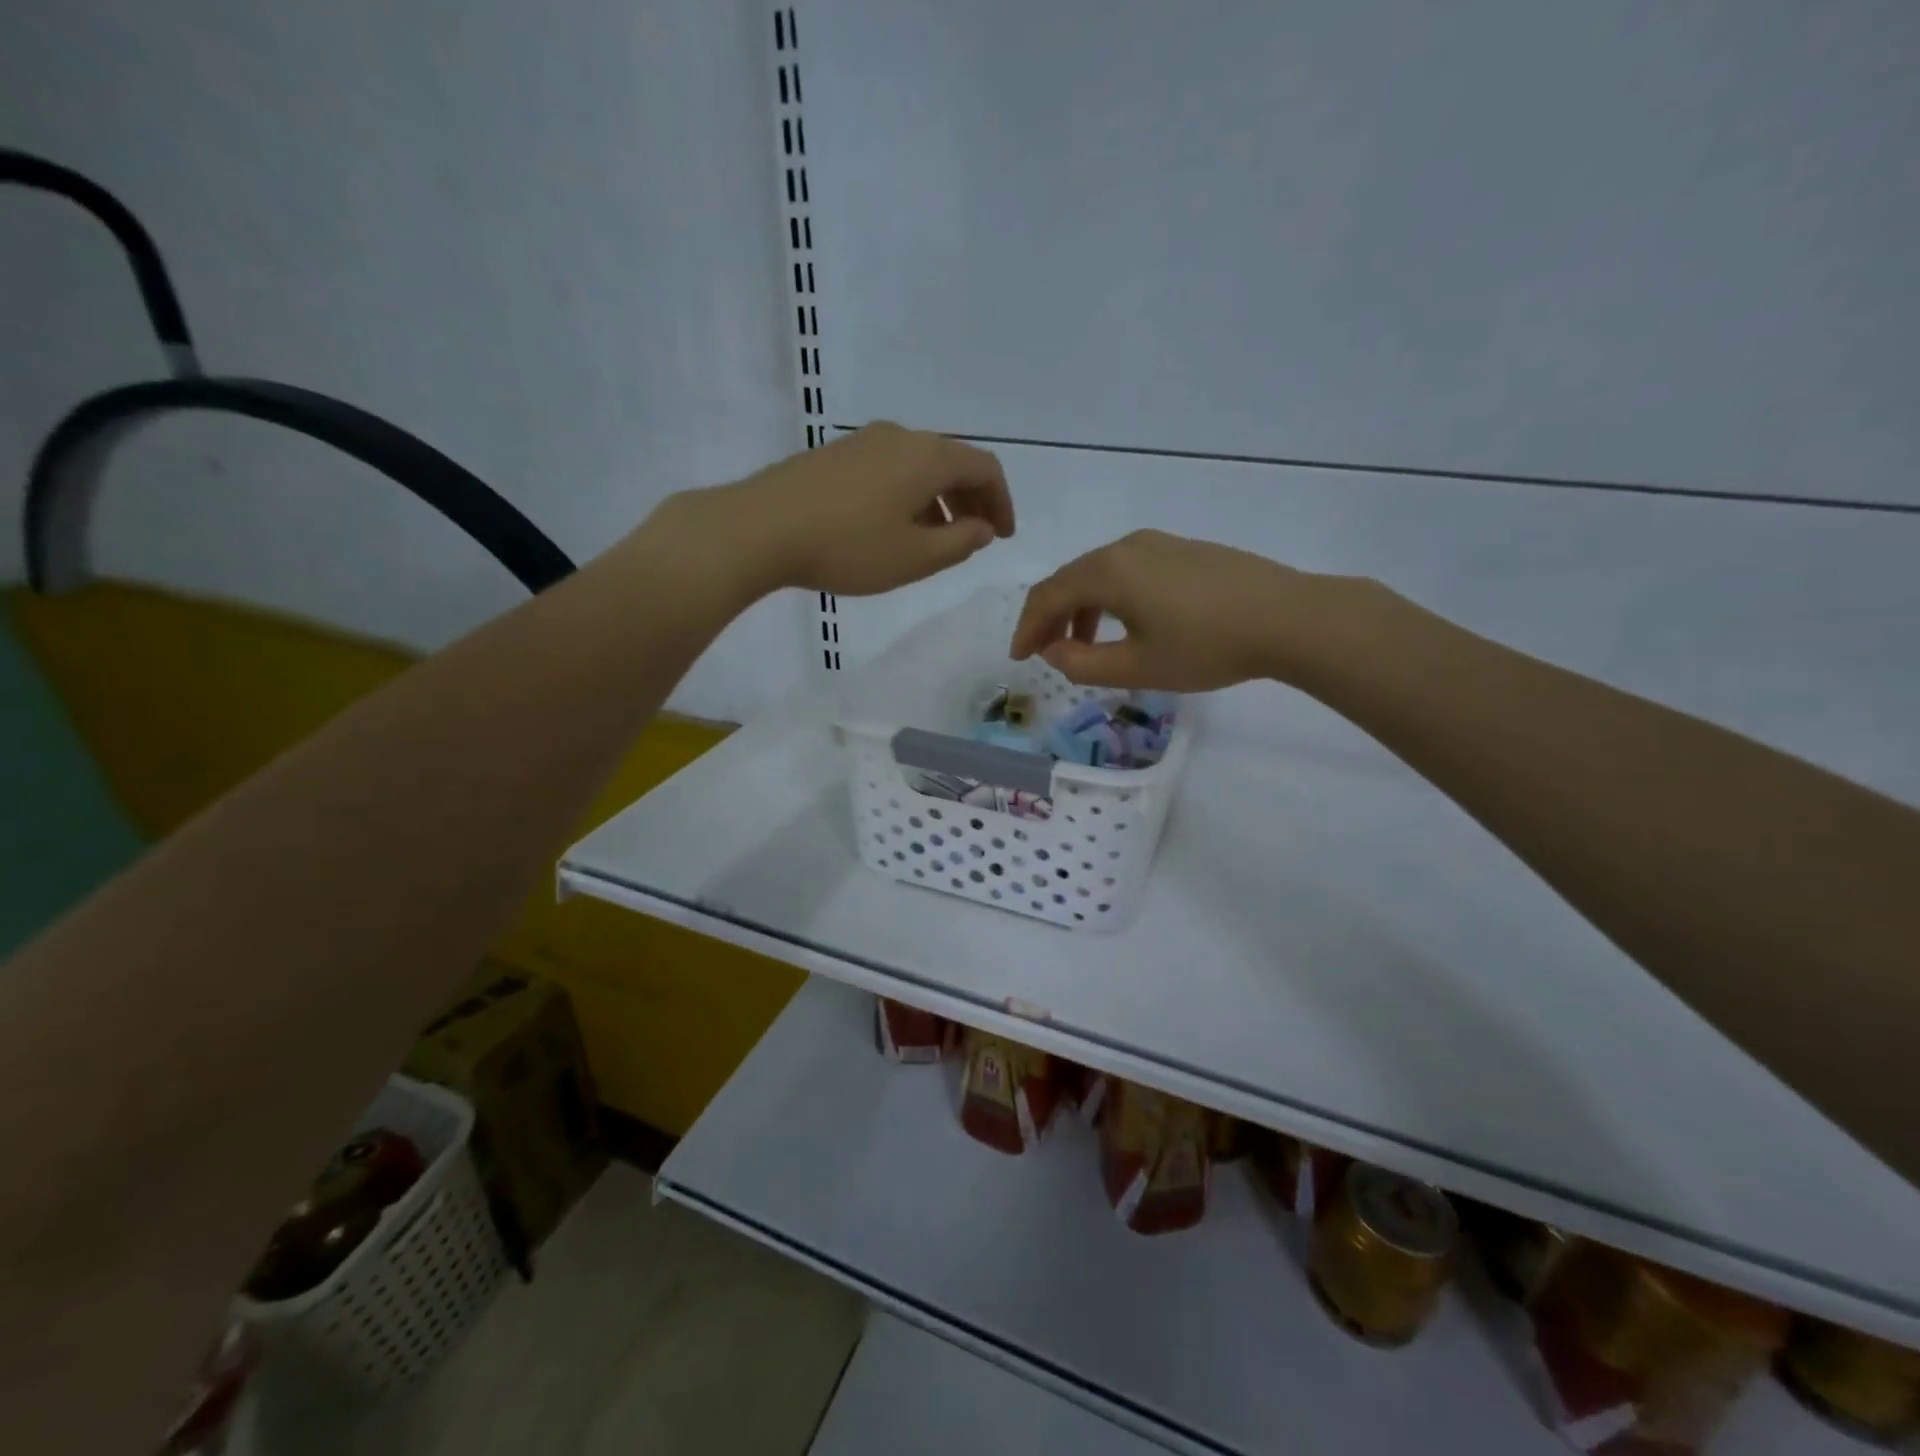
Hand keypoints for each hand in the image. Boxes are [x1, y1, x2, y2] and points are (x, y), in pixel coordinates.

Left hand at [654, 423, 1013, 598]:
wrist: (760, 528)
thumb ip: (959, 542)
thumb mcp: (915, 557)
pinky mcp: (835, 455)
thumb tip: (982, 528)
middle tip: (976, 537)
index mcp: (928, 457)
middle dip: (971, 500)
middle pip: (952, 462)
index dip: (1002, 502)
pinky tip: (893, 527)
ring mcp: (863, 441)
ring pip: (918, 466)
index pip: (985, 468)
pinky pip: (890, 469)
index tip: (1003, 536)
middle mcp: (901, 437)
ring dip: (938, 500)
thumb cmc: (848, 547)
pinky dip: (908, 495)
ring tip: (935, 539)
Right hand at [1010, 530, 1336, 691]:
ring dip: (1080, 608)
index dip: (1027, 628)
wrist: (1288, 618)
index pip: (1048, 596)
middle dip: (1051, 617)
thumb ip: (1082, 664)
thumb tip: (1053, 650)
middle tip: (1044, 652)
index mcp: (1107, 571)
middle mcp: (1125, 547)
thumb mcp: (1137, 668)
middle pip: (1070, 579)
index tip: (1019, 658)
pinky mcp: (1183, 549)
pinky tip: (1125, 623)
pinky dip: (1110, 597)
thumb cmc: (1206, 647)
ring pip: (1100, 574)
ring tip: (1083, 644)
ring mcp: (1157, 543)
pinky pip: (1127, 570)